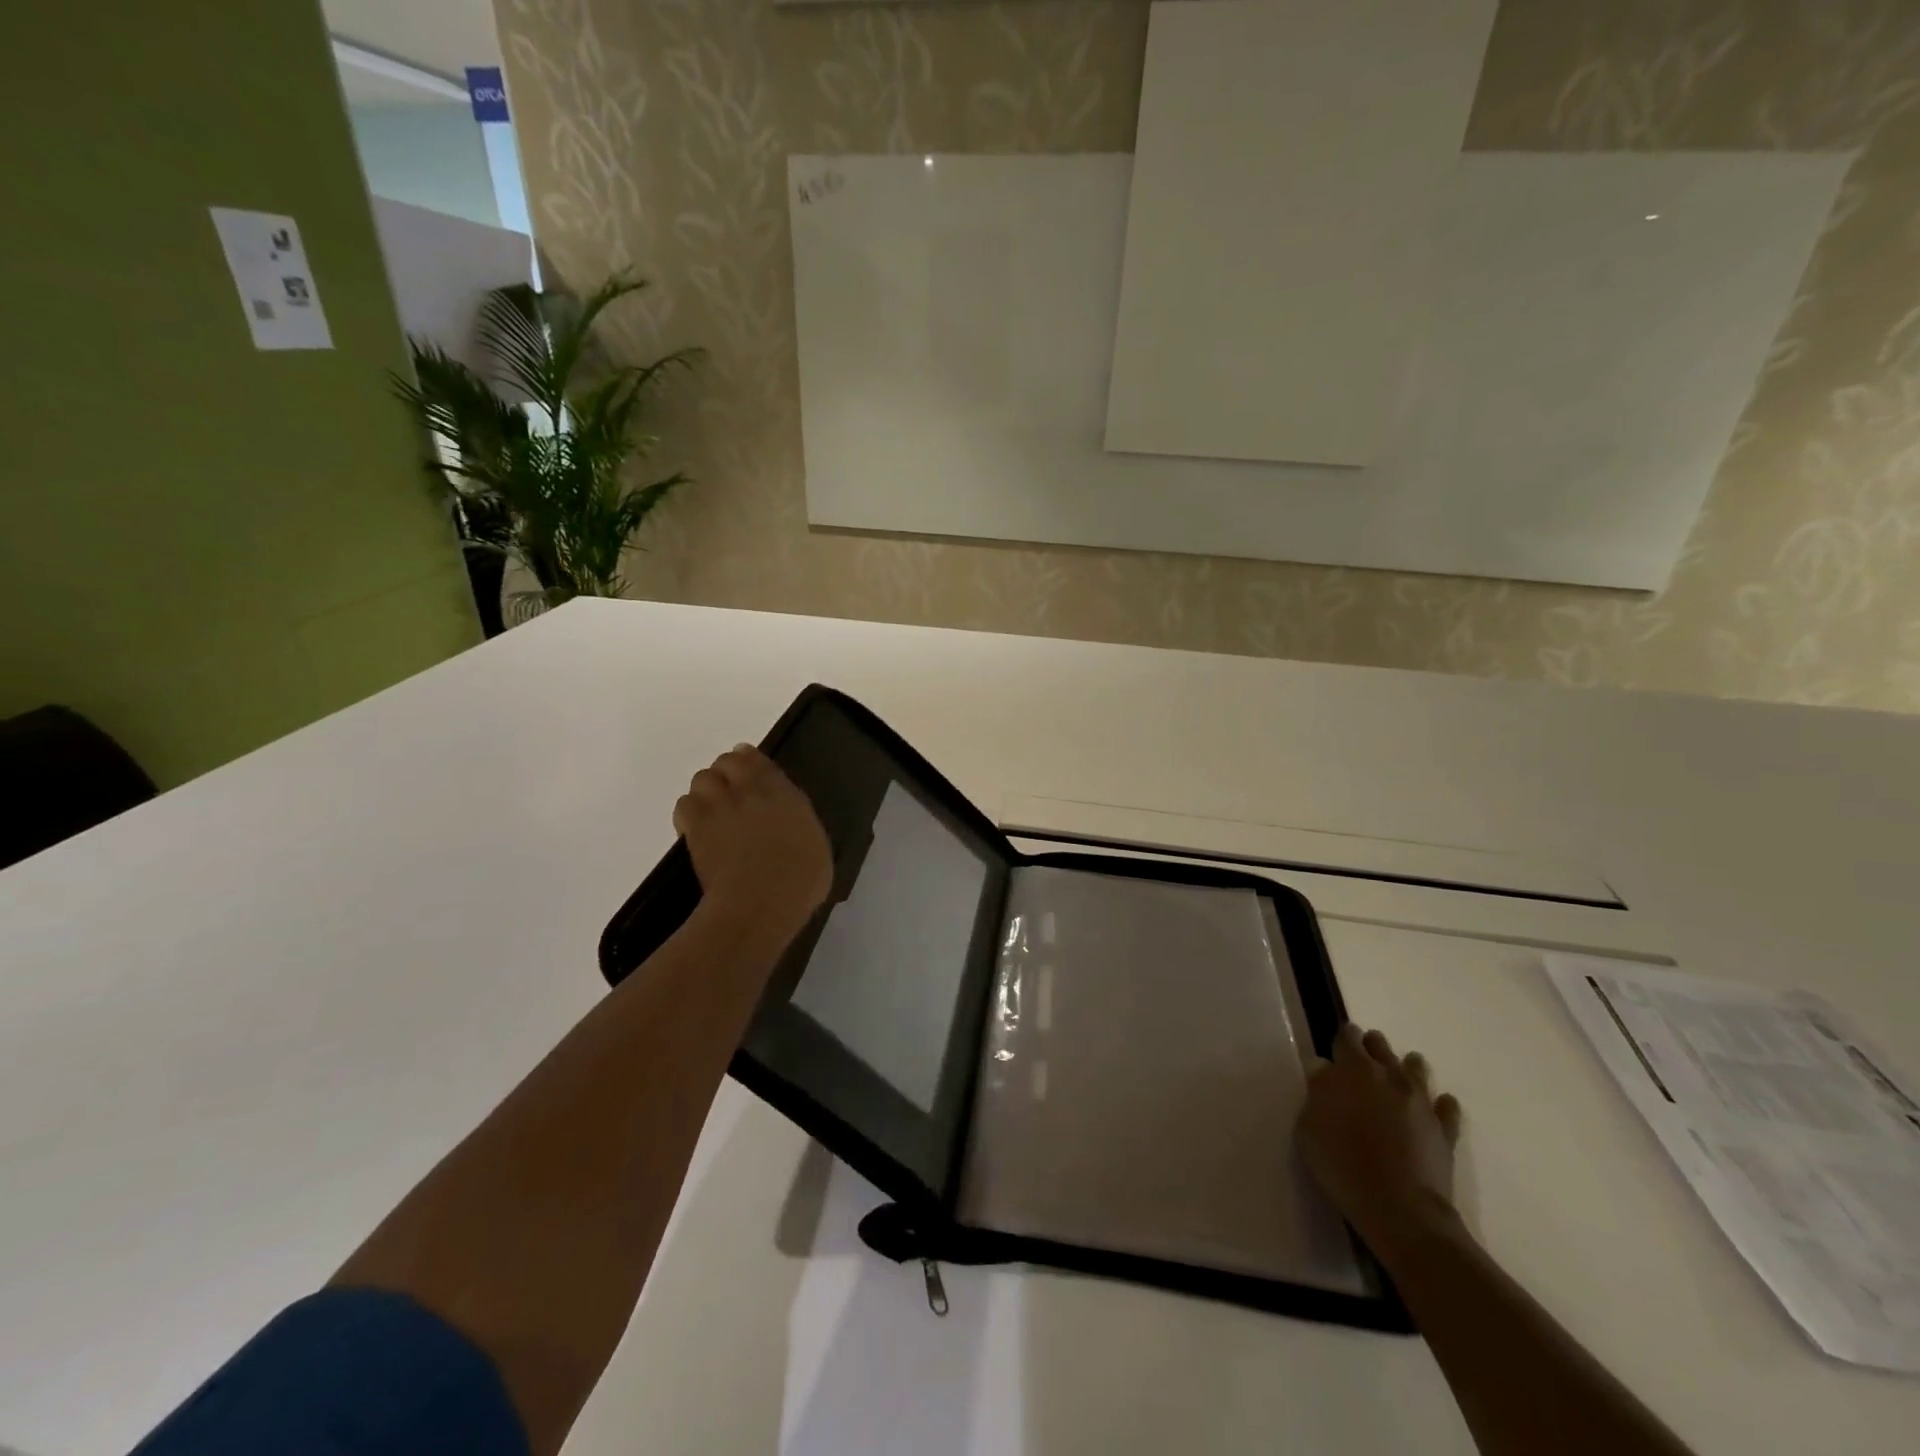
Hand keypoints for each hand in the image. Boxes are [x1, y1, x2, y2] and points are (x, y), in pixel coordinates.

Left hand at [673, 745, 831, 940]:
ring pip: (702, 778)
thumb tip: (790, 826)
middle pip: (727, 761)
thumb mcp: (815, 847)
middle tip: (727, 792)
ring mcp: (721, 805)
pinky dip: (689, 813)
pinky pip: (684, 804)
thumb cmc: (800, 881)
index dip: (749, 761)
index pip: (759, 761)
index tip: (747, 769)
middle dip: (725, 772)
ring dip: (706, 791)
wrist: (761, 900)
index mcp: (785, 793)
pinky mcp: (696, 826)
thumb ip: (798, 826)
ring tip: (710, 811)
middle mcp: (751, 790)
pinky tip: (696, 830)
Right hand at [1297, 1025, 1463, 1263]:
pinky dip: (1441, 1104)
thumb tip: (1324, 1070)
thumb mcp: (1309, 1126)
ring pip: (1417, 1070)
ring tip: (1401, 1074)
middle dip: (1372, 1048)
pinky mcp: (1445, 1130)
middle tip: (1365, 1058)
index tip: (1339, 1044)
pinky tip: (1438, 1106)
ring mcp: (1421, 1102)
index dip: (1343, 1038)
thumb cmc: (1342, 1163)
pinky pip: (1447, 1107)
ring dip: (1407, 1068)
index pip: (1348, 1038)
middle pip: (1381, 1048)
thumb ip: (1317, 1092)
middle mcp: (1389, 1076)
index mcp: (1353, 1070)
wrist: (1399, 1207)